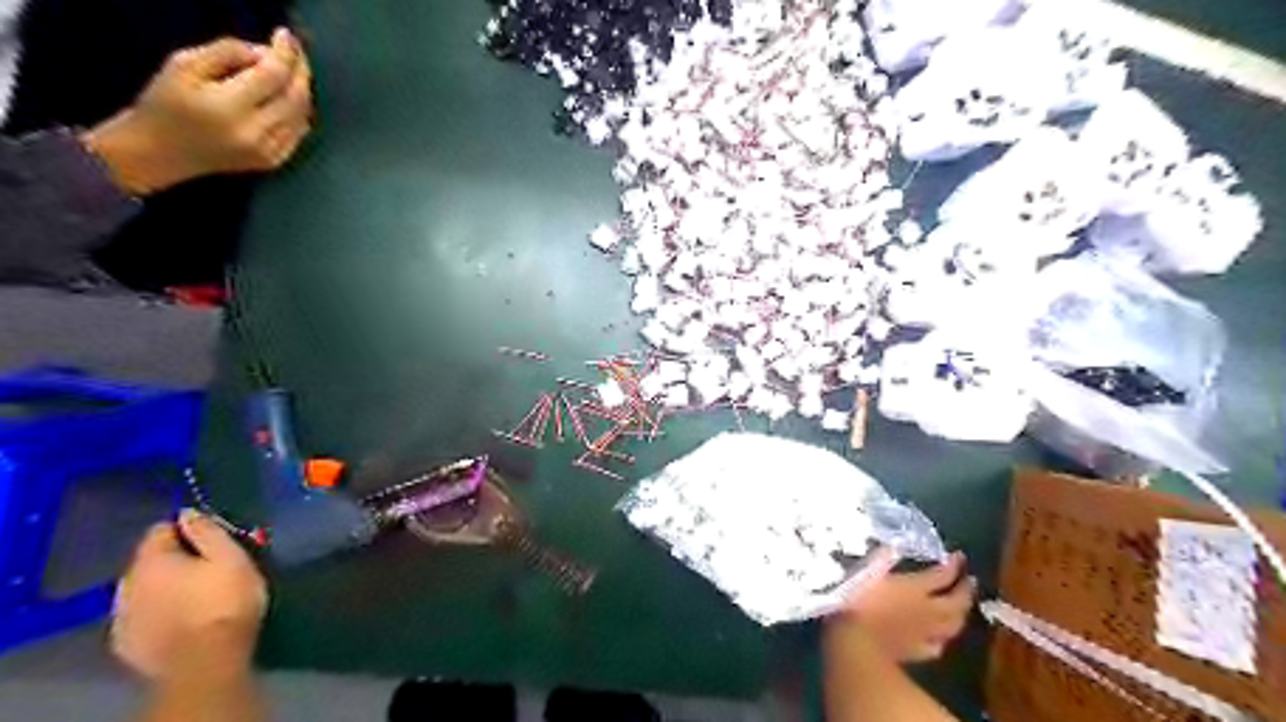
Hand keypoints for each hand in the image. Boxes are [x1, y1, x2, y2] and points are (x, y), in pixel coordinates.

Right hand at [82, 29, 312, 194]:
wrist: (161, 152)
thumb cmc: (165, 103)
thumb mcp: (183, 65)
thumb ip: (227, 53)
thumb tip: (264, 52)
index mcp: (229, 107)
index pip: (273, 75)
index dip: (285, 53)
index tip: (286, 36)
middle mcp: (256, 133)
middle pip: (295, 97)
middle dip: (300, 70)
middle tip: (296, 51)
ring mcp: (269, 151)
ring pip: (302, 115)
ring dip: (302, 90)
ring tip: (292, 70)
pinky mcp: (274, 161)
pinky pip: (299, 132)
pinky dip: (299, 111)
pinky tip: (289, 97)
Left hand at [111, 510, 268, 678]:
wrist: (206, 660)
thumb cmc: (225, 600)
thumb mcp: (230, 557)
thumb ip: (208, 531)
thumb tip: (188, 512)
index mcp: (152, 560)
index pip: (160, 530)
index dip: (187, 530)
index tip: (212, 538)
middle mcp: (126, 584)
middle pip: (150, 561)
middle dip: (175, 560)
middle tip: (209, 567)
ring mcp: (122, 617)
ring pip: (144, 590)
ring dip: (164, 587)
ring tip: (196, 594)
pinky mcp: (126, 643)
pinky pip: (142, 616)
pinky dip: (158, 612)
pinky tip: (181, 618)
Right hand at [833, 550, 974, 661]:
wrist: (855, 642)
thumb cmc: (857, 602)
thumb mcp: (866, 572)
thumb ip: (881, 559)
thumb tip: (892, 546)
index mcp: (915, 588)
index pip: (942, 575)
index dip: (953, 565)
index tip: (960, 556)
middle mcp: (927, 610)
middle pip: (956, 601)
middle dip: (966, 590)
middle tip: (970, 581)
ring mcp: (925, 633)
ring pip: (953, 625)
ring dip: (961, 615)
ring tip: (962, 608)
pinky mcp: (917, 652)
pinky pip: (937, 646)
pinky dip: (942, 639)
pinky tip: (940, 638)